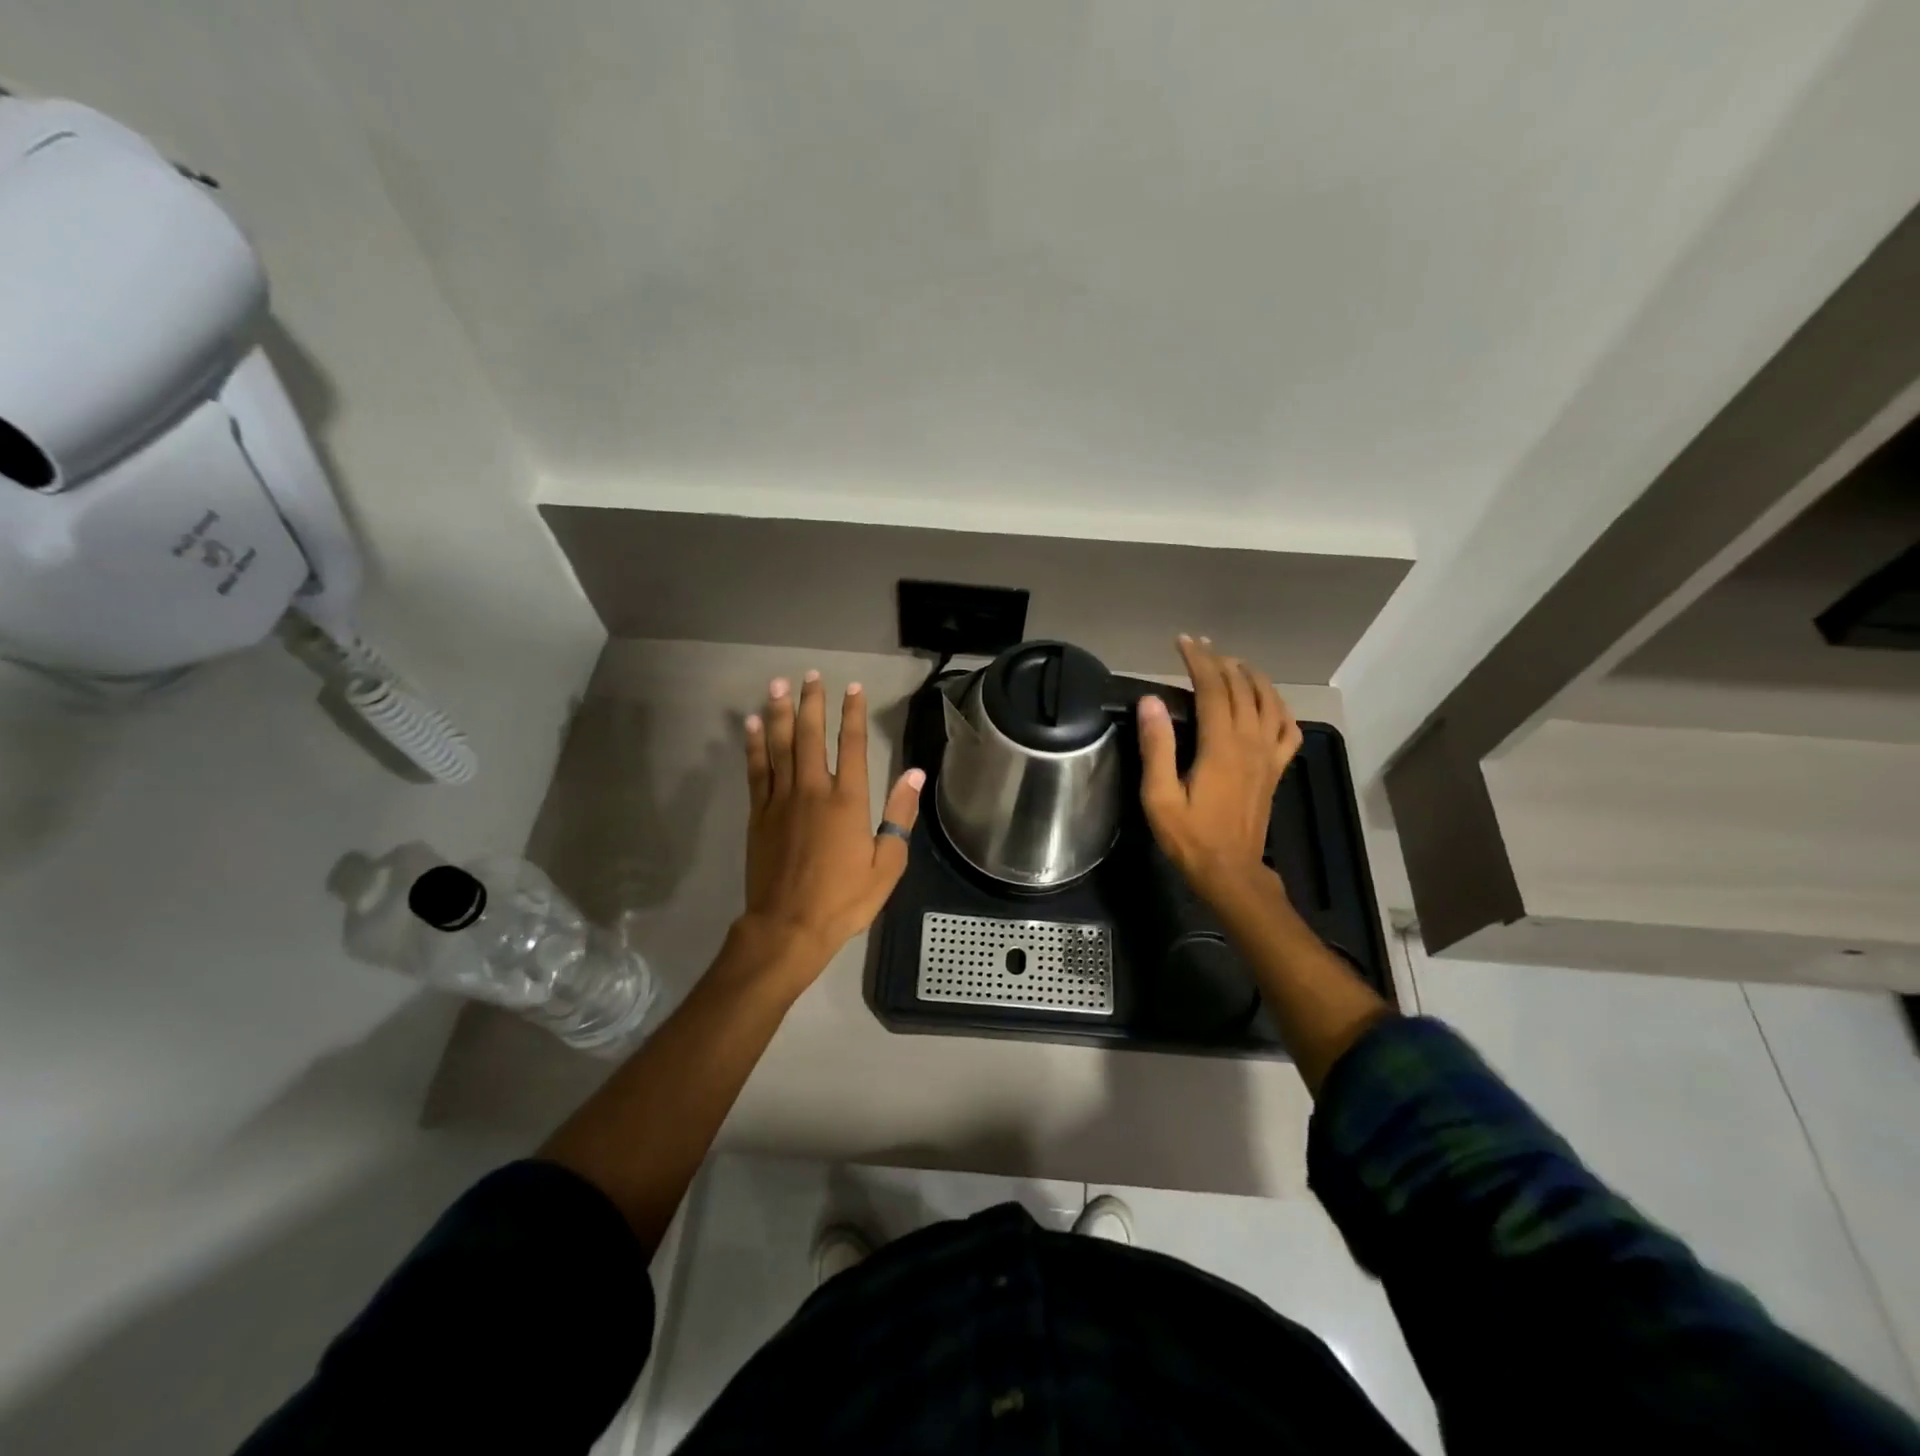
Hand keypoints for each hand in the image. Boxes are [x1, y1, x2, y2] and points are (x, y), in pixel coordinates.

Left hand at [738, 671, 924, 988]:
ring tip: (777, 684)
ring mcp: (781, 800)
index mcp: (848, 802)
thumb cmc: (844, 899)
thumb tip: (915, 775)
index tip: (852, 688)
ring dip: (778, 712)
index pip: (851, 745)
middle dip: (811, 702)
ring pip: (779, 745)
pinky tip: (751, 724)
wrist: (788, 927)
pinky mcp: (759, 814)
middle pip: (809, 736)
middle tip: (811, 675)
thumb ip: (899, 817)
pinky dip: (753, 745)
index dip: (852, 714)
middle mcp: (813, 790)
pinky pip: (756, 770)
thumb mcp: (887, 865)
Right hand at [1138, 636, 1302, 909]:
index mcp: (1220, 746)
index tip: (1182, 642)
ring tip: (1232, 664)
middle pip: (1240, 688)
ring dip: (1251, 676)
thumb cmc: (1189, 836)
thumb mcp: (1159, 796)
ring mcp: (1268, 755)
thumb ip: (1157, 747)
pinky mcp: (1276, 769)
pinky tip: (1268, 703)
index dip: (1198, 660)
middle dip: (1220, 661)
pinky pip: (1287, 729)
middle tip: (1200, 646)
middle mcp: (1250, 742)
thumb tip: (1151, 701)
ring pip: (1269, 701)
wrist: (1230, 871)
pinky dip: (1279, 707)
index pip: (1212, 688)